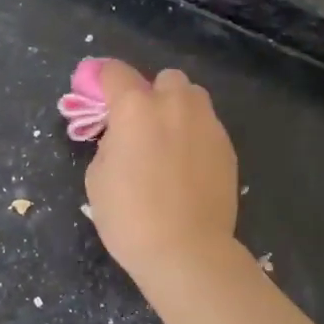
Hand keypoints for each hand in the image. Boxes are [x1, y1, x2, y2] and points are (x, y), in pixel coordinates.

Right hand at [85, 60, 240, 280]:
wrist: (187, 250)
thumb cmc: (130, 217)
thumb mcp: (97, 178)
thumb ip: (109, 143)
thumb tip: (123, 137)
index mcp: (135, 108)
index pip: (114, 72)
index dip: (101, 79)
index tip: (97, 93)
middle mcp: (174, 104)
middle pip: (163, 78)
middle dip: (150, 94)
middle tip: (140, 125)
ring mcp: (206, 123)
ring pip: (192, 97)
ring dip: (178, 109)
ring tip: (169, 141)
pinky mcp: (227, 146)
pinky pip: (207, 126)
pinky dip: (195, 135)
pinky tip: (188, 166)